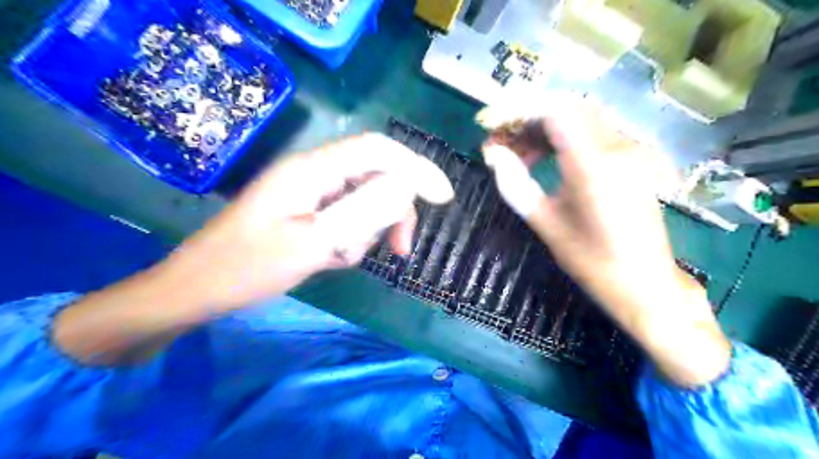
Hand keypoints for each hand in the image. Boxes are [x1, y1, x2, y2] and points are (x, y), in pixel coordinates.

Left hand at [53, 135, 453, 362]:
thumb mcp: (313, 242)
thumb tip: (407, 187)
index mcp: (313, 169)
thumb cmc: (248, 266)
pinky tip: (331, 259)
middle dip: (393, 211)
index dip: (416, 167)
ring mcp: (311, 193)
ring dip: (368, 231)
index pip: (379, 151)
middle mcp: (315, 173)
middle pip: (376, 176)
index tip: (444, 197)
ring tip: (343, 258)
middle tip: (400, 250)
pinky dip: (351, 239)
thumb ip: (363, 212)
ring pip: (364, 201)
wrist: (199, 289)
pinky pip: (347, 218)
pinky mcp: (308, 212)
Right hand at [482, 97, 728, 387]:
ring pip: (580, 117)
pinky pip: (593, 132)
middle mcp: (617, 147)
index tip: (492, 123)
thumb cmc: (592, 261)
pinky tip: (546, 158)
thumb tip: (493, 155)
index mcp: (593, 165)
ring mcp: (630, 151)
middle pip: (567, 107)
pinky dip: (563, 136)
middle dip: (527, 117)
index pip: (554, 110)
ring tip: (518, 153)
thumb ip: (515, 184)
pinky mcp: (632, 159)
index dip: (518, 109)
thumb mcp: (546, 224)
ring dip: (544, 126)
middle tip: (501, 140)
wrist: (645, 284)